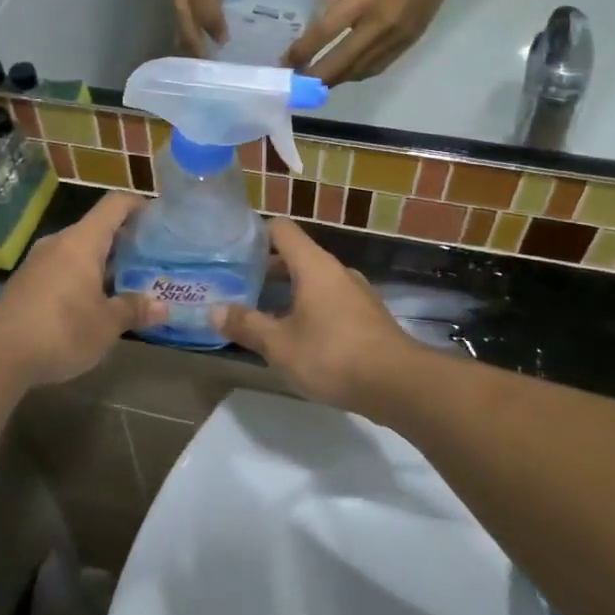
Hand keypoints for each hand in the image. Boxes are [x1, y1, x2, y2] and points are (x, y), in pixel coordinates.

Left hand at [0, 193, 164, 386]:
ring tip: (128, 284)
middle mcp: (59, 242)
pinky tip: (94, 304)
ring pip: (79, 251)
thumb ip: (134, 309)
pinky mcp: (26, 283)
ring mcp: (39, 262)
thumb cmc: (61, 329)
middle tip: (151, 261)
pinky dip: (83, 278)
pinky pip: (63, 269)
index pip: (115, 204)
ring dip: (103, 263)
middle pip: (97, 228)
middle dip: (125, 242)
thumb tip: (162, 307)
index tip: (160, 220)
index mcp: (82, 241)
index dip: (139, 205)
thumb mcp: (107, 324)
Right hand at [171, 0, 248, 51]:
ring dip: (182, 29)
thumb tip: (220, 2)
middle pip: (180, 7)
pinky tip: (189, 27)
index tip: (222, 42)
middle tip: (199, 61)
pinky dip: (182, 13)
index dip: (211, 22)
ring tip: (191, 53)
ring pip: (174, 3)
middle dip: (188, 36)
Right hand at [213, 219, 420, 409]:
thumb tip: (214, 311)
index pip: (281, 229)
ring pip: (314, 281)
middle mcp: (336, 271)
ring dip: (287, 293)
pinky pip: (330, 301)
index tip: (232, 252)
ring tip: (262, 316)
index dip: (255, 235)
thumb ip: (246, 325)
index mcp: (314, 265)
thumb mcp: (279, 345)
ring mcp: (356, 294)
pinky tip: (296, 338)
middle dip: (265, 270)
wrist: (399, 385)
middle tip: (237, 288)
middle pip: (296, 256)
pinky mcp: (367, 317)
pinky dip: (309, 310)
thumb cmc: (332, 355)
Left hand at [285, 0, 468, 83]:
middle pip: (341, 63)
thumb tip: (317, 29)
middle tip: (298, 84)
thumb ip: (334, 1)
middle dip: (316, 77)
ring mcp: (397, 38)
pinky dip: (358, 73)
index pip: (325, 34)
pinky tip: (347, 73)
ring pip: (360, 71)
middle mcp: (379, 25)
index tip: (285, 64)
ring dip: (337, 79)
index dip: (302, 52)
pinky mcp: (410, 43)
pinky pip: (378, 67)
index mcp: (362, 1)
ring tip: (319, 82)